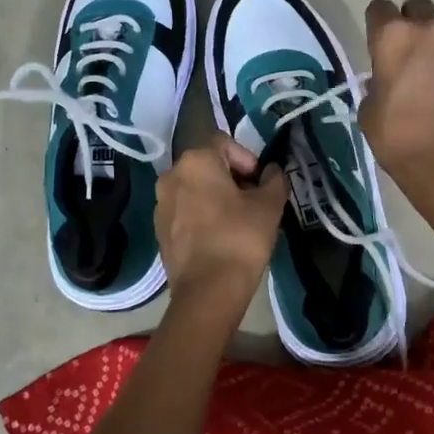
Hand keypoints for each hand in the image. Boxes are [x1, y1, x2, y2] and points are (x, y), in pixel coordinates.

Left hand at [155, 134, 287, 307]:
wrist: (208, 291)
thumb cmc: (240, 238)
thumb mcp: (269, 205)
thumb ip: (274, 179)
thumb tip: (271, 171)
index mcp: (195, 161)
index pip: (224, 142)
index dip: (247, 158)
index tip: (260, 183)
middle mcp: (171, 175)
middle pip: (207, 165)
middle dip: (232, 178)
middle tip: (253, 201)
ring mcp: (161, 204)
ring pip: (195, 189)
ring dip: (216, 196)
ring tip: (238, 220)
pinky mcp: (159, 230)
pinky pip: (184, 211)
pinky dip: (202, 215)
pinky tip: (219, 237)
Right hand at [360, 0, 433, 209]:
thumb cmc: (398, 136)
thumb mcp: (368, 110)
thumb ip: (376, 84)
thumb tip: (385, 81)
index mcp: (393, 36)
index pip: (379, 7)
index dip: (376, 23)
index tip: (376, 43)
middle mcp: (430, 30)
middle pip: (418, 6)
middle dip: (410, 22)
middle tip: (405, 51)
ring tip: (431, 75)